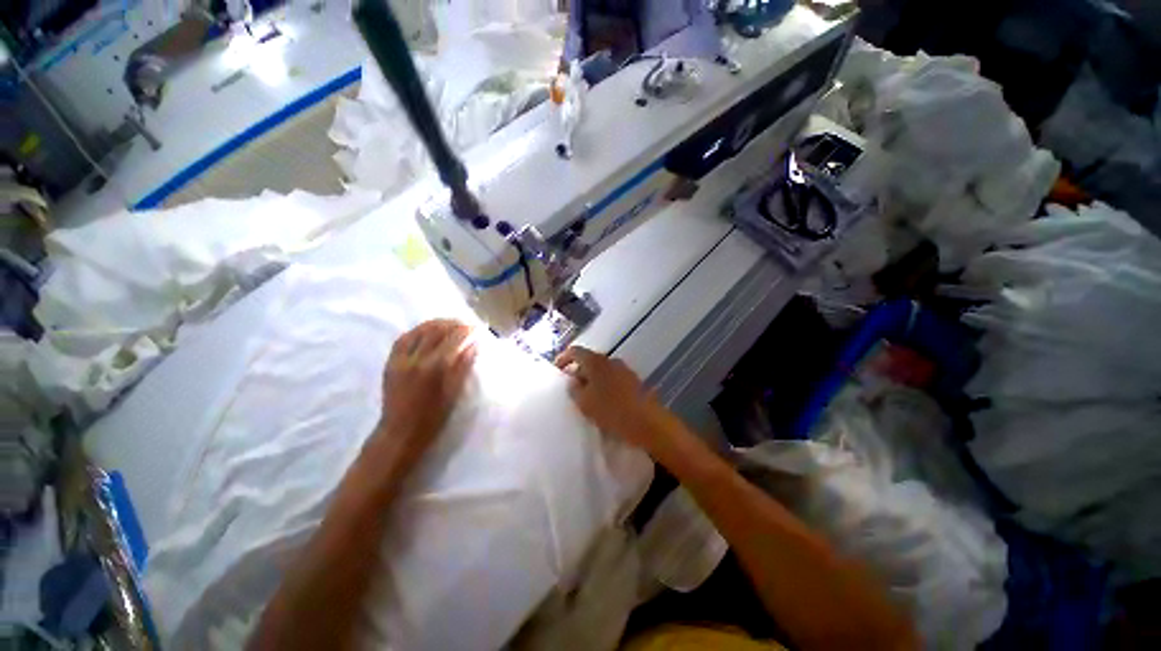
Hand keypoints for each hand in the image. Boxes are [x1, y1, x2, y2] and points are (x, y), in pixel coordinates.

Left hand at [373, 319, 476, 467]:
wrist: (399, 433)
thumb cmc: (432, 418)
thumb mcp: (453, 393)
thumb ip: (463, 366)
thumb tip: (473, 345)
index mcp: (434, 367)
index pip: (454, 338)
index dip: (467, 330)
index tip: (477, 328)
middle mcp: (416, 358)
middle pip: (437, 330)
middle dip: (454, 324)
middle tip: (466, 325)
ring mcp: (400, 359)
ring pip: (419, 330)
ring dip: (437, 324)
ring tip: (449, 325)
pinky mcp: (390, 362)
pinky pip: (404, 338)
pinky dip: (418, 331)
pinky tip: (427, 331)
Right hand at [555, 346, 671, 452]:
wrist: (647, 422)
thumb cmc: (611, 411)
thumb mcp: (584, 403)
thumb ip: (574, 389)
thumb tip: (573, 381)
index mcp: (596, 361)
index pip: (575, 351)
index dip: (564, 358)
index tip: (557, 369)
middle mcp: (610, 360)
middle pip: (589, 360)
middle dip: (578, 371)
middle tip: (571, 386)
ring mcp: (624, 369)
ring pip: (602, 370)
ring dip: (592, 379)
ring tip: (586, 396)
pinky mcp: (633, 380)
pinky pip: (613, 378)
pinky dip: (604, 385)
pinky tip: (603, 400)